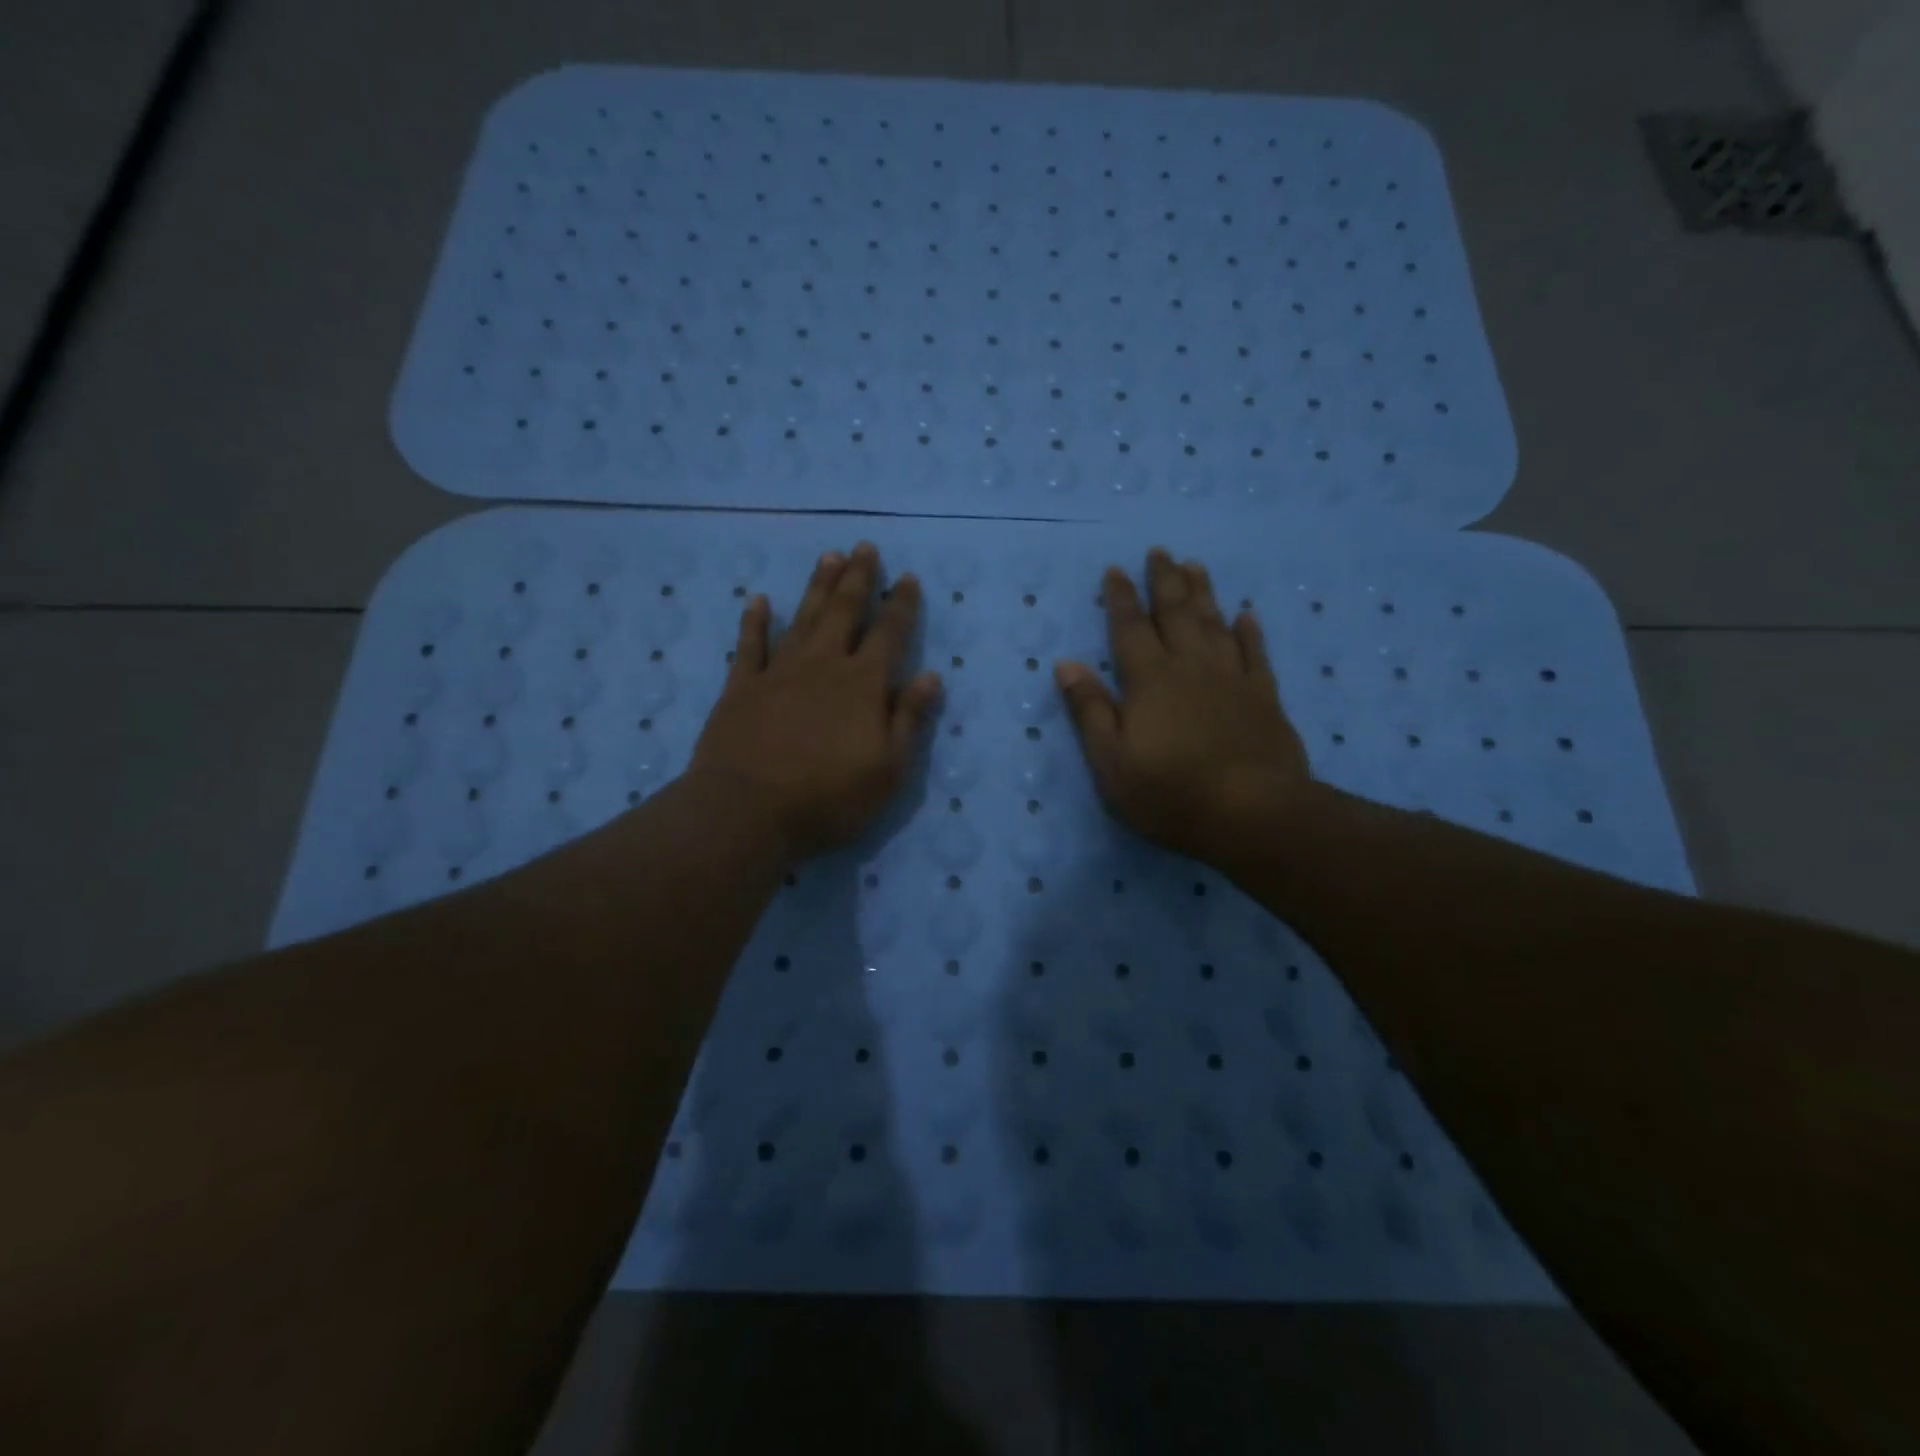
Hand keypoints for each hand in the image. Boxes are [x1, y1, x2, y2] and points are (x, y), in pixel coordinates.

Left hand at [690, 542, 941, 859]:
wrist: (746, 811)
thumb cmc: (827, 797)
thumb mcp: (888, 769)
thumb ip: (909, 719)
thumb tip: (931, 675)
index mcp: (862, 684)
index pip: (889, 634)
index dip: (901, 605)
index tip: (908, 578)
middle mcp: (823, 665)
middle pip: (844, 612)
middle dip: (858, 579)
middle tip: (864, 547)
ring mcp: (778, 672)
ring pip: (803, 618)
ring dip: (818, 586)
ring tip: (829, 557)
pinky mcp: (741, 687)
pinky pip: (750, 645)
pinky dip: (755, 621)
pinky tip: (759, 601)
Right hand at [1055, 548, 1311, 863]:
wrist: (1254, 814)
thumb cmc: (1170, 793)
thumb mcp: (1111, 761)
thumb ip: (1090, 710)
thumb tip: (1066, 663)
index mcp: (1149, 680)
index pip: (1129, 629)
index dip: (1121, 598)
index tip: (1116, 569)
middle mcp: (1190, 667)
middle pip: (1175, 614)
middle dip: (1164, 581)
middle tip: (1160, 551)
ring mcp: (1232, 679)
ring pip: (1215, 623)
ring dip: (1203, 593)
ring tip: (1196, 566)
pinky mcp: (1264, 697)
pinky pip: (1256, 653)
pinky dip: (1250, 632)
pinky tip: (1247, 615)